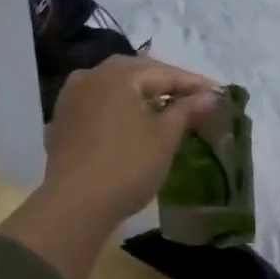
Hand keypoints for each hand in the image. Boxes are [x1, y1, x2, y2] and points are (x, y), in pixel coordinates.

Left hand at [43, 56, 222, 226]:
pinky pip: (97, 104)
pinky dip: (118, 108)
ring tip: (163, 107)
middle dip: (165, 83)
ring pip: (114, 87)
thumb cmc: (127, 166)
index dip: (193, 83)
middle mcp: (90, 76)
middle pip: (137, 73)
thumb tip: (212, 95)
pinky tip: (130, 121)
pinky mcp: (61, 120)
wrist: (73, 205)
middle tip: (192, 98)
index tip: (218, 93)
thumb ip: (187, 110)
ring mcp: (71, 97)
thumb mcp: (164, 137)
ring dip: (139, 94)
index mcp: (118, 74)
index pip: (164, 72)